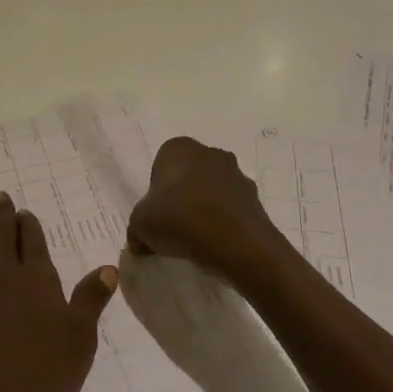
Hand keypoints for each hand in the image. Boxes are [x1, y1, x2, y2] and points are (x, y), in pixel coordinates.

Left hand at [0, 192, 117, 391]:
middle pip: (1, 241)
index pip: (35, 246)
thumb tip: (108, 267)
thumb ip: (90, 300)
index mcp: (38, 284)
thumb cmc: (41, 376)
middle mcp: (3, 280)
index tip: (24, 212)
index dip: (30, 228)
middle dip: (1, 219)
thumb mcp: (80, 340)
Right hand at [126, 137, 293, 290]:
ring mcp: (237, 174)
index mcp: (179, 148)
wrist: (236, 242)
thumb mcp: (140, 225)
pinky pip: (232, 209)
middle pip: (189, 175)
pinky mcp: (256, 198)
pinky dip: (225, 222)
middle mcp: (210, 153)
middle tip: (174, 225)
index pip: (161, 165)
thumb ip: (137, 229)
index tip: (157, 214)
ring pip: (213, 190)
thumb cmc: (179, 219)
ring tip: (197, 238)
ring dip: (206, 207)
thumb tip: (139, 242)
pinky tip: (217, 243)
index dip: (157, 190)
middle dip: (183, 195)